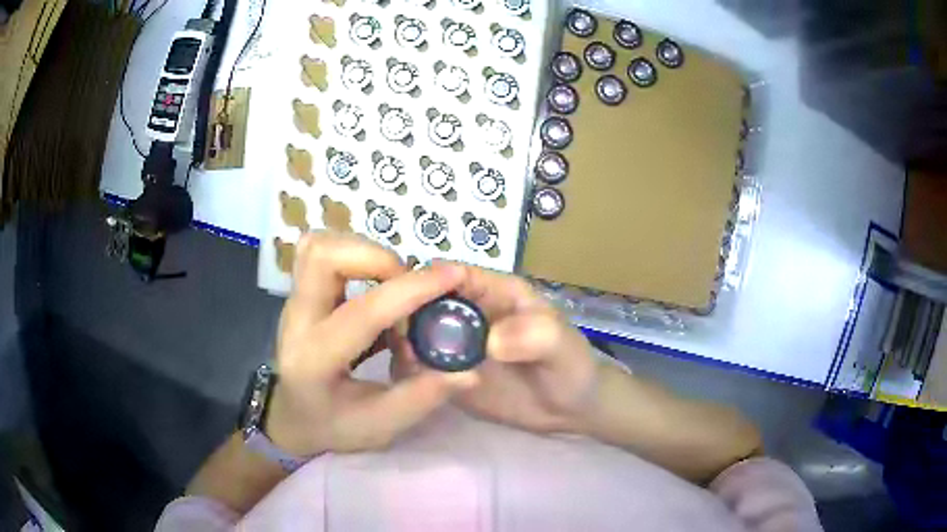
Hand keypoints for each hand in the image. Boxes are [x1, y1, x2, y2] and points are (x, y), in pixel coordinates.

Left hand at [266, 232, 477, 456]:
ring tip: (393, 282)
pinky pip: (322, 252)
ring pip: (319, 246)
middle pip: (322, 256)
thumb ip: (422, 397)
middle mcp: (297, 320)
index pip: (363, 313)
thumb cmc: (332, 425)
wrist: (292, 417)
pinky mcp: (299, 292)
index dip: (412, 290)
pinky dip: (355, 255)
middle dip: (376, 257)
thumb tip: (468, 369)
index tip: (453, 276)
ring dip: (364, 252)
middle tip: (406, 284)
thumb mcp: (380, 425)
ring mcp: (293, 301)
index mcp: (316, 360)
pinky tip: (377, 284)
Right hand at [391, 266, 599, 433]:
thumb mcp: (561, 345)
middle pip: (423, 303)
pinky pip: (420, 370)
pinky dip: (410, 374)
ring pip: (415, 336)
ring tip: (408, 366)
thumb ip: (534, 334)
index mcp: (494, 292)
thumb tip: (490, 342)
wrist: (570, 410)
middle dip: (405, 315)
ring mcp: (455, 347)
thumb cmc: (570, 365)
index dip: (427, 279)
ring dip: (403, 346)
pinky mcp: (449, 377)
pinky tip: (411, 388)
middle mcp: (468, 315)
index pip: (454, 274)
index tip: (404, 298)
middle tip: (400, 340)